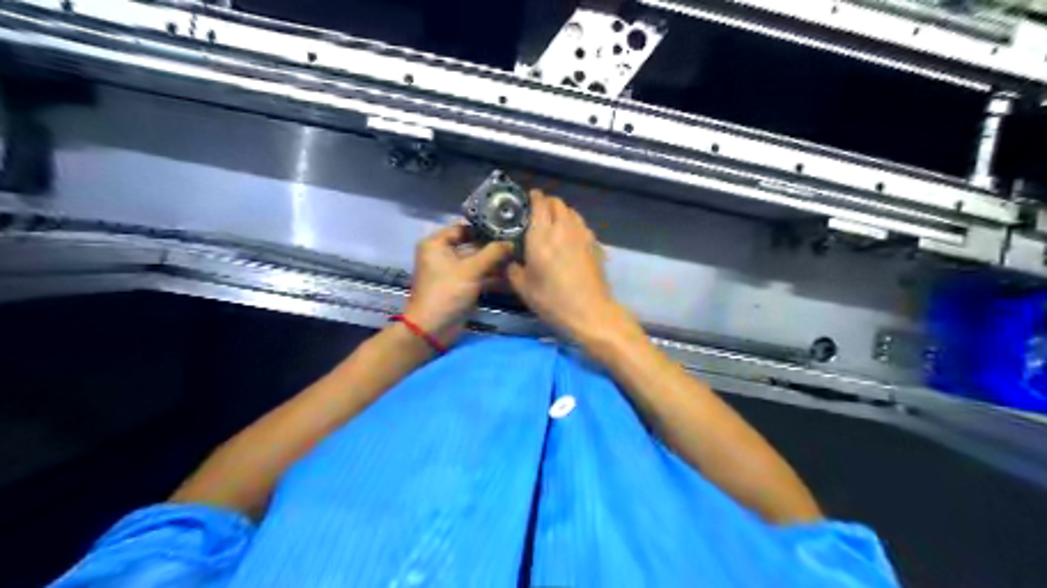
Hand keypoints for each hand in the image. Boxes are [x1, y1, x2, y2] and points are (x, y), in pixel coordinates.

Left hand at [401, 223, 513, 346]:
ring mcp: (453, 272)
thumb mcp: (471, 269)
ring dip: (497, 262)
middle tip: (518, 242)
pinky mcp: (461, 287)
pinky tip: (514, 275)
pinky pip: (479, 276)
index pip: (463, 228)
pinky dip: (493, 276)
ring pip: (478, 262)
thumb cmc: (447, 292)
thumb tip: (512, 241)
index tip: (507, 226)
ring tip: (520, 257)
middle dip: (494, 247)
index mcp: (436, 244)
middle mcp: (443, 254)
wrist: (433, 329)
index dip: (484, 227)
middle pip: (473, 245)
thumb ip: (493, 253)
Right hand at [506, 190, 628, 342]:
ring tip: (554, 224)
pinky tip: (570, 239)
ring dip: (562, 213)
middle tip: (538, 213)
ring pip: (572, 212)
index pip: (539, 204)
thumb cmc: (552, 299)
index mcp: (542, 235)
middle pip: (557, 203)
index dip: (533, 197)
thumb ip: (513, 269)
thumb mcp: (523, 287)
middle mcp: (563, 228)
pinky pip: (582, 226)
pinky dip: (574, 226)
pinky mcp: (595, 244)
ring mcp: (582, 235)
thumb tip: (511, 260)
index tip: (528, 199)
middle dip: (547, 203)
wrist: (589, 311)